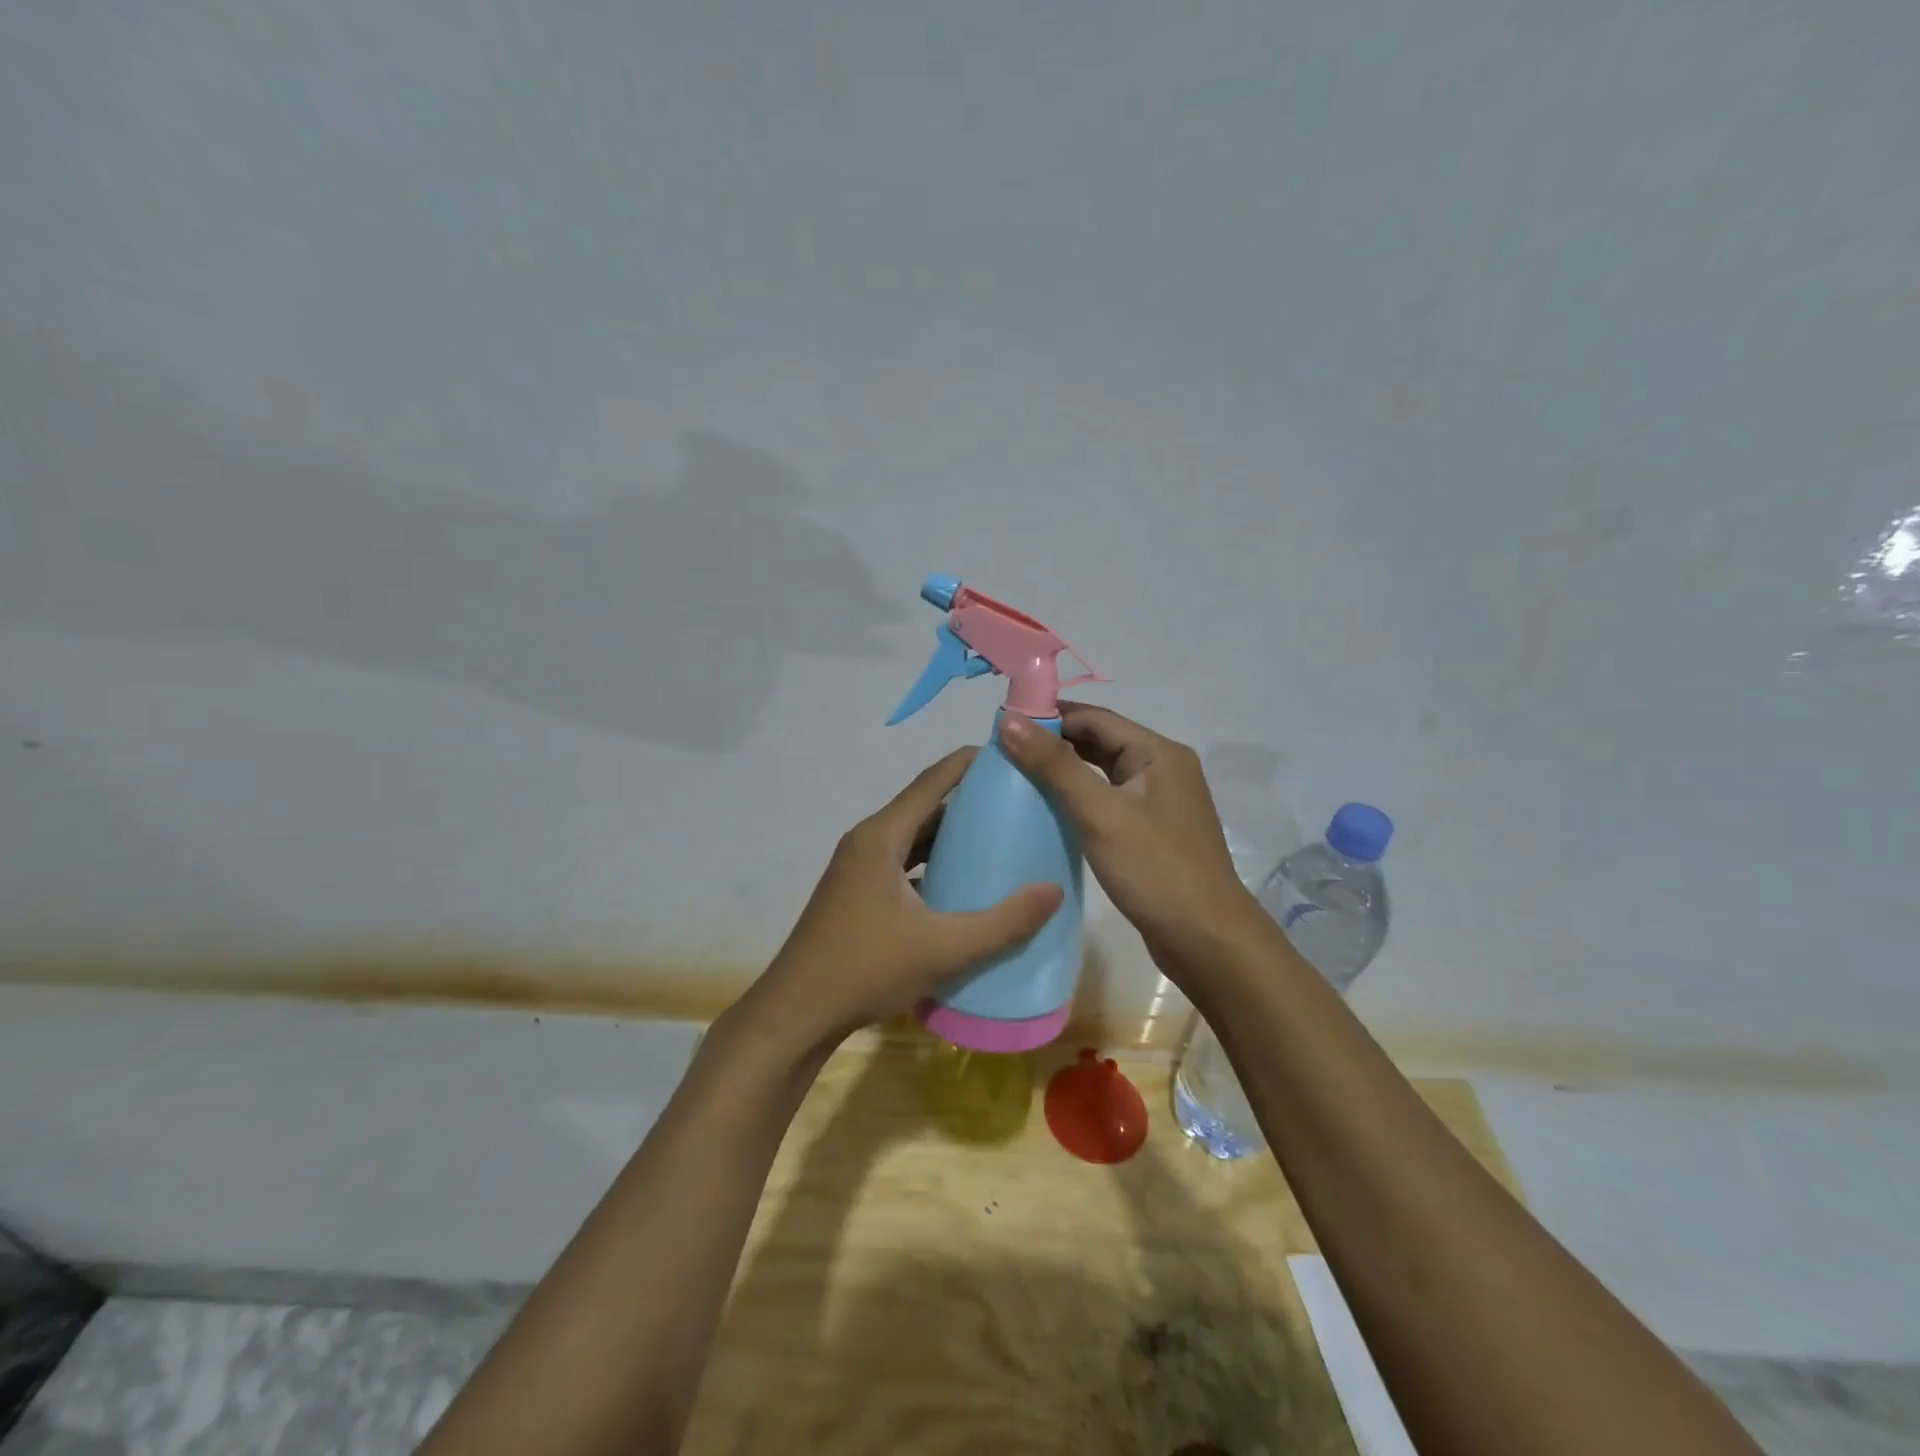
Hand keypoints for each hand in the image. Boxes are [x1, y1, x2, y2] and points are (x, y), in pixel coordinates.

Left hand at [745, 747, 1064, 1053]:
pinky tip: (960, 884)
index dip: (967, 763)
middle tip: (1014, 802)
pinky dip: (931, 862)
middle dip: (967, 800)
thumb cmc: (866, 970)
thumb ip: (1002, 923)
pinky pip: (901, 862)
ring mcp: (857, 868)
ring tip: (996, 838)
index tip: (1007, 753)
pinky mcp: (855, 893)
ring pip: (911, 837)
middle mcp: (866, 842)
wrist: (797, 1013)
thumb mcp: (943, 948)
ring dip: (949, 835)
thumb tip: (1053, 891)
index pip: (931, 782)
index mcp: (881, 837)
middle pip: (923, 807)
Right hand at [998, 705, 1257, 979]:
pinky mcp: (1153, 830)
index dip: (1049, 717)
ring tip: (1019, 778)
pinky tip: (1051, 811)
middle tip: (1005, 754)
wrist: (1206, 939)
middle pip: (1101, 741)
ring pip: (1104, 772)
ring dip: (1066, 771)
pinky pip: (1110, 800)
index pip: (1095, 718)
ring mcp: (1160, 801)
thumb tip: (1010, 720)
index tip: (1004, 727)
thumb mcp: (1100, 813)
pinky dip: (1080, 798)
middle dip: (1055, 743)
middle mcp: (1163, 768)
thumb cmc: (1154, 869)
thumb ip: (1054, 765)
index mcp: (1158, 753)